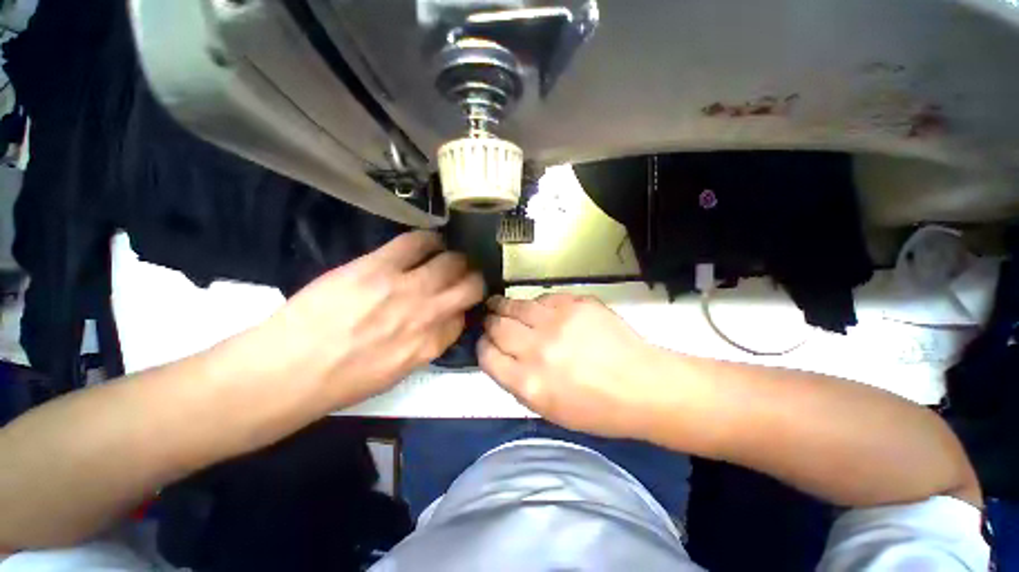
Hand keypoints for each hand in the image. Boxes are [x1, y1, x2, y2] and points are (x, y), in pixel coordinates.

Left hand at [257, 231, 484, 406]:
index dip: (462, 307)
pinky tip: (429, 242)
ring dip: (455, 258)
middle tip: (462, 274)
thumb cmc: (342, 380)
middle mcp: (428, 314)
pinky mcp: (378, 266)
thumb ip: (427, 344)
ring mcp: (405, 288)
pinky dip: (430, 240)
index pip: (464, 317)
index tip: (454, 302)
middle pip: (470, 286)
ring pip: (451, 261)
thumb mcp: (397, 372)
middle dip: (471, 278)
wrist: (287, 370)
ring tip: (446, 257)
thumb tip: (441, 321)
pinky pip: (417, 242)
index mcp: (431, 344)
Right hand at [479, 293, 661, 437]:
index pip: (487, 356)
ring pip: (516, 306)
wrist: (642, 385)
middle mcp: (537, 349)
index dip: (482, 347)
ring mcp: (557, 322)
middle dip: (490, 323)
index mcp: (529, 382)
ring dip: (504, 306)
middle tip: (490, 319)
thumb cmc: (596, 409)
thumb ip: (518, 383)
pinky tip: (538, 308)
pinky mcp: (576, 303)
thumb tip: (500, 357)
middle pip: (497, 326)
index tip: (485, 343)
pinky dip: (536, 304)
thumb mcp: (548, 411)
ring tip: (499, 304)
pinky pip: (544, 297)